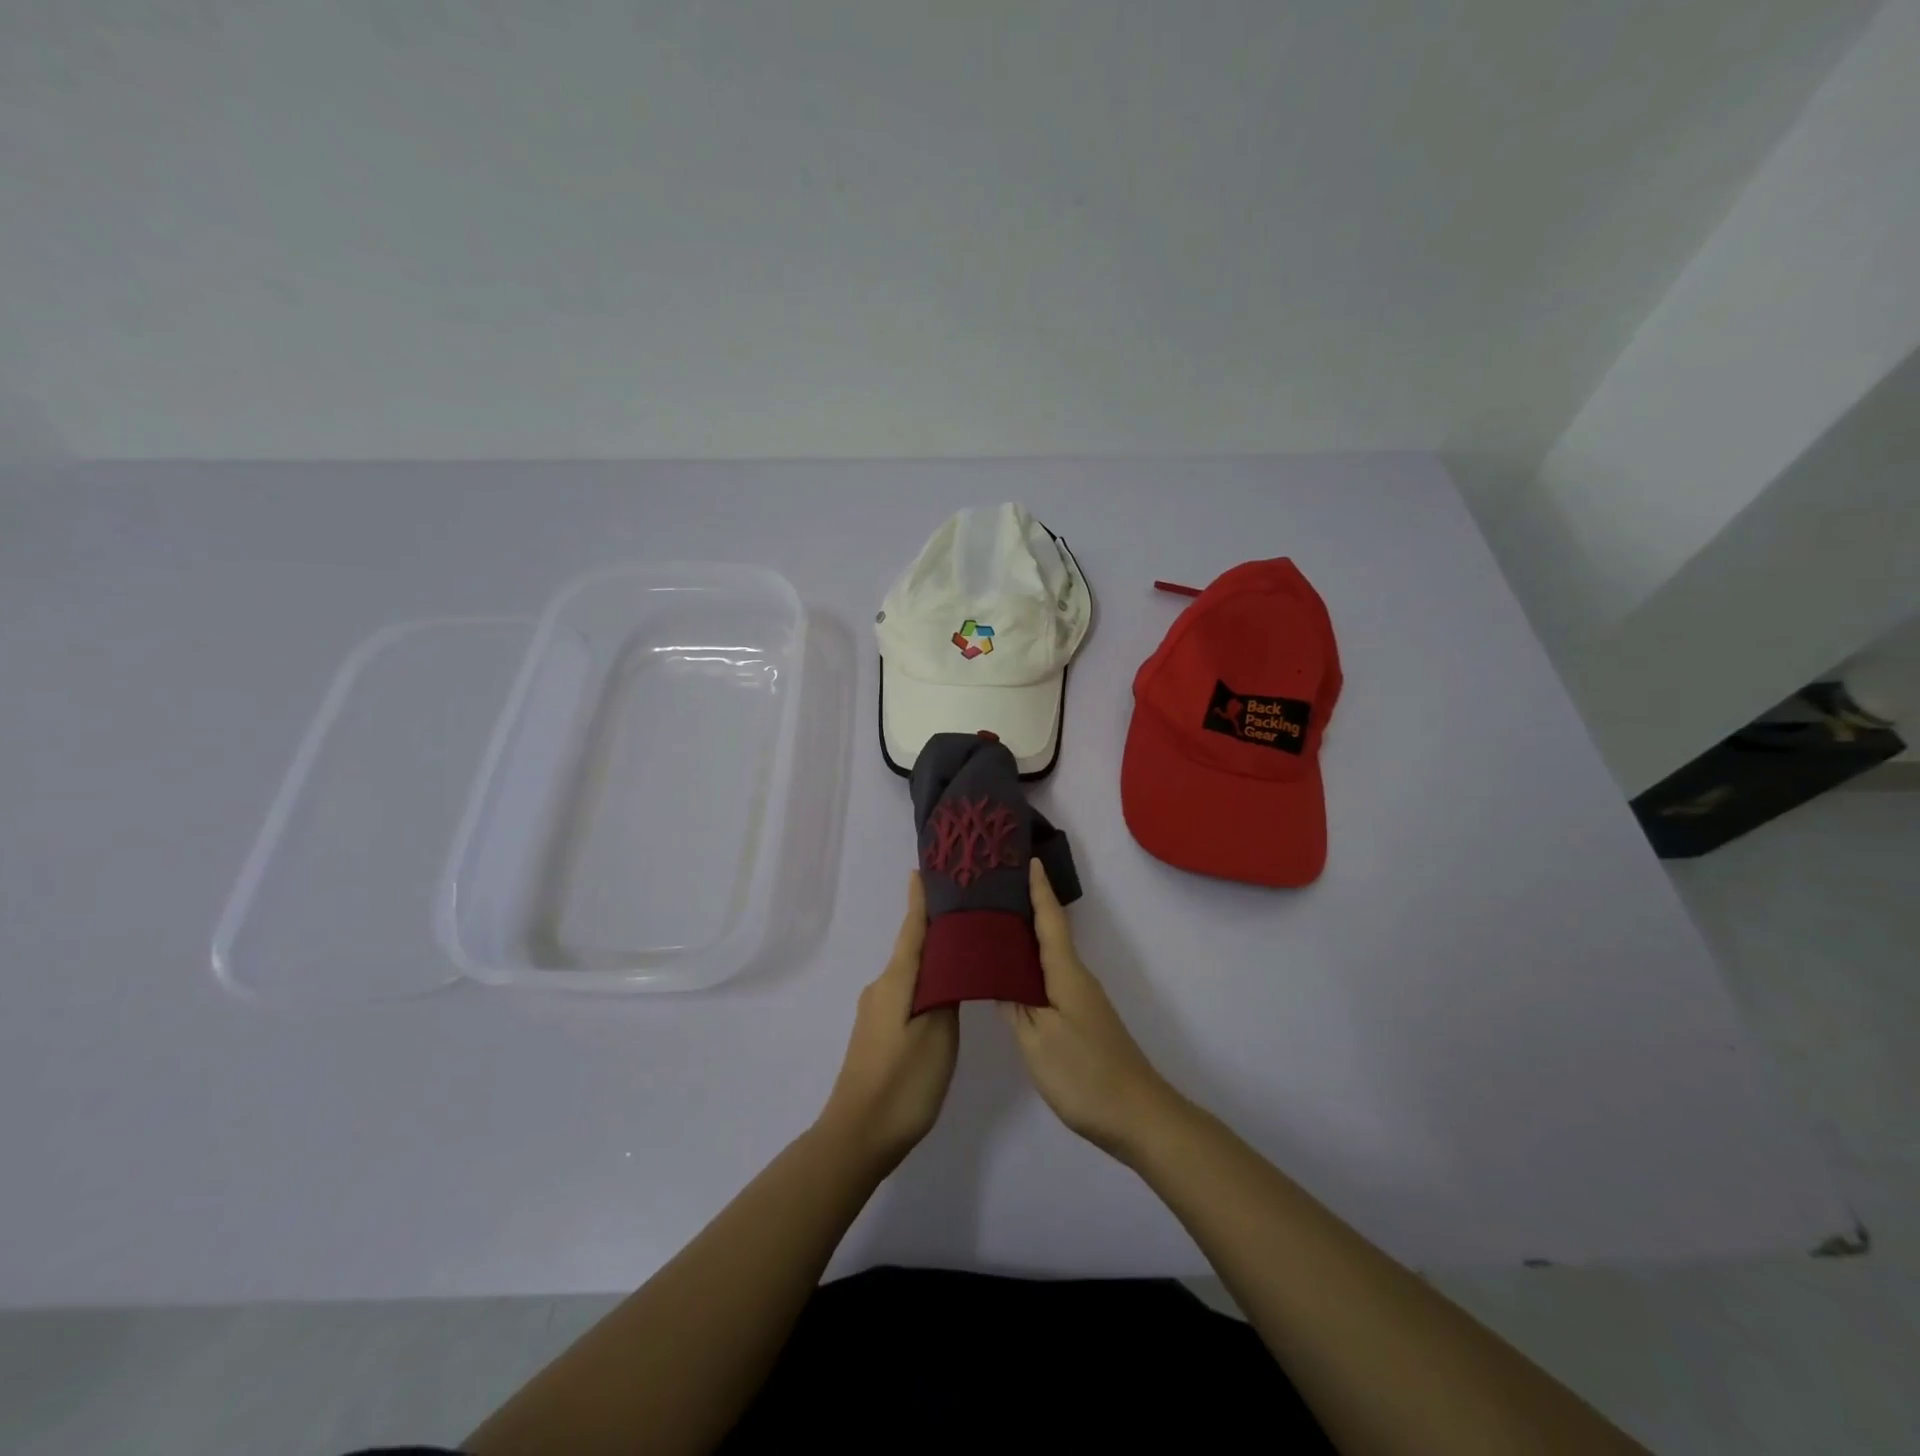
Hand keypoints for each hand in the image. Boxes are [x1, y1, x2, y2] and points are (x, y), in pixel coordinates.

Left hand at [819, 873, 957, 1169]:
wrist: (858, 1137)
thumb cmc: (902, 1082)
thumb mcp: (937, 1035)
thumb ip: (946, 994)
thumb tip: (950, 963)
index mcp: (895, 982)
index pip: (911, 929)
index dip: (919, 901)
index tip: (924, 870)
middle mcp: (882, 989)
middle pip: (911, 948)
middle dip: (935, 928)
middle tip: (967, 912)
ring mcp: (877, 1013)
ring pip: (910, 974)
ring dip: (933, 958)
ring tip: (965, 950)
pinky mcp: (878, 1034)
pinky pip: (907, 994)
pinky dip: (926, 983)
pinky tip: (945, 993)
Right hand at [1003, 859, 1181, 1161]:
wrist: (1139, 1117)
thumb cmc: (1084, 1075)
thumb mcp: (1036, 1041)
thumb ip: (1013, 1006)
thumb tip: (996, 975)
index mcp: (1066, 974)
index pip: (1049, 921)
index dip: (1039, 890)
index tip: (1028, 859)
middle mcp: (1077, 979)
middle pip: (1050, 934)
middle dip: (1026, 909)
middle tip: (994, 891)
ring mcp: (1083, 1001)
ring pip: (1050, 959)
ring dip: (1027, 940)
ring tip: (994, 929)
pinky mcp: (1084, 1021)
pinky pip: (1053, 981)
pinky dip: (1032, 969)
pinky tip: (1014, 978)